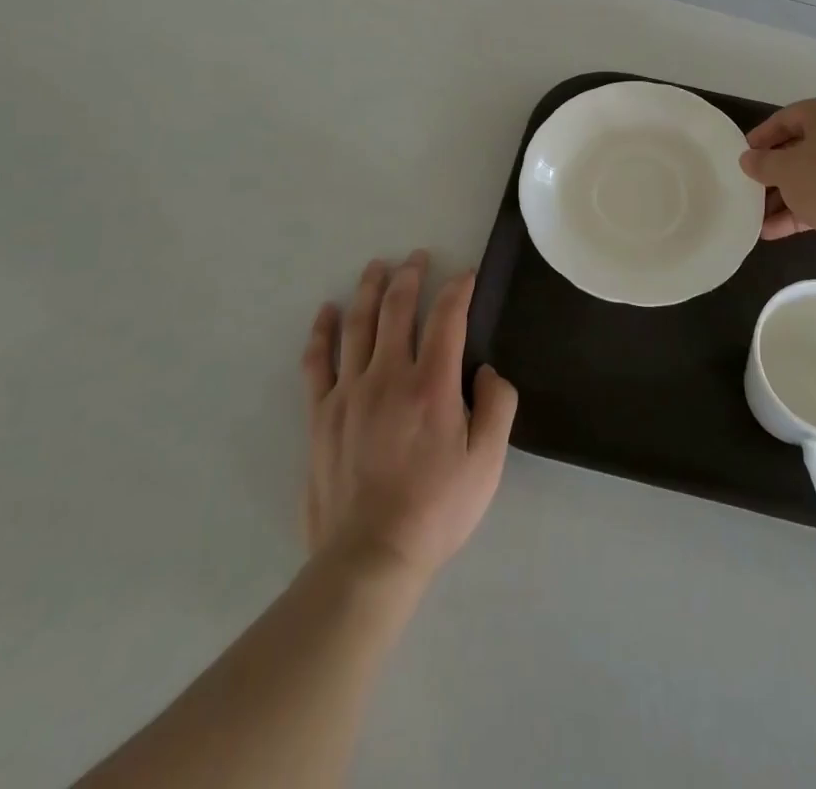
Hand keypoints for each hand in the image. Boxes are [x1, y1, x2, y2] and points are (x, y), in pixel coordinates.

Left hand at [300, 253, 518, 586]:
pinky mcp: (321, 415)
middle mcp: (388, 376)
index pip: (447, 318)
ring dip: (368, 290)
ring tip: (376, 267)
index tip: (465, 275)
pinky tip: (327, 313)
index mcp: (432, 385)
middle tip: (417, 257)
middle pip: (398, 309)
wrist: (369, 557)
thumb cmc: (436, 509)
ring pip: (358, 325)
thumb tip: (487, 371)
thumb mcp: (487, 463)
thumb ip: (497, 407)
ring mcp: (349, 393)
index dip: (458, 289)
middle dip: (410, 276)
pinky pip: (317, 362)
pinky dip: (322, 332)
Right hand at [738, 98, 815, 278]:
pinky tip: (774, 232)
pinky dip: (802, 211)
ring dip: (784, 197)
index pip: (788, 117)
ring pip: (813, 177)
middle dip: (773, 172)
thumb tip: (748, 159)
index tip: (742, 156)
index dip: (761, 136)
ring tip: (757, 217)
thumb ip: (762, 163)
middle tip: (750, 187)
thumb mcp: (784, 169)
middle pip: (801, 148)